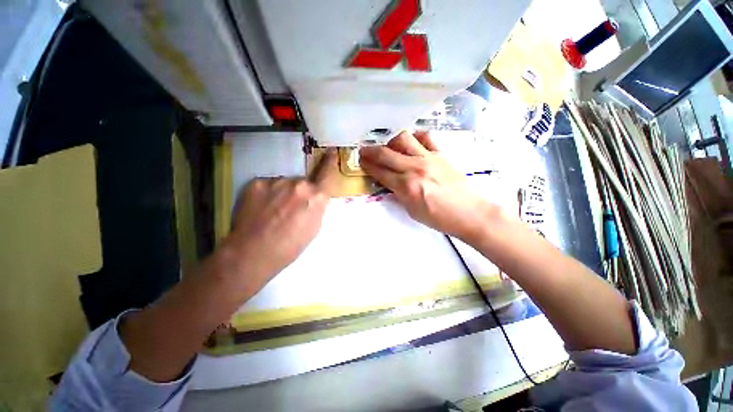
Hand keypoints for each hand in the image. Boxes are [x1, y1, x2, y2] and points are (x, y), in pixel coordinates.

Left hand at [222, 149, 337, 294]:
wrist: (253, 252)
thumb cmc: (290, 246)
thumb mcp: (314, 228)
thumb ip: (317, 207)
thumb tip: (314, 198)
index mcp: (316, 196)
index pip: (326, 174)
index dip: (329, 162)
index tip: (330, 151)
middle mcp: (299, 184)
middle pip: (302, 183)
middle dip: (299, 193)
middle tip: (289, 210)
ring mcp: (276, 182)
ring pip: (284, 184)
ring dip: (281, 194)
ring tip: (272, 212)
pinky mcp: (257, 183)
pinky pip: (267, 186)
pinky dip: (266, 195)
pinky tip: (260, 210)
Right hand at [359, 131, 487, 241]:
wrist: (469, 212)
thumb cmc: (438, 217)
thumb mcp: (411, 210)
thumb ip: (398, 193)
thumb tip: (389, 182)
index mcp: (406, 187)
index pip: (380, 172)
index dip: (367, 165)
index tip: (361, 161)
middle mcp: (414, 168)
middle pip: (386, 154)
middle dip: (371, 151)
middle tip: (364, 150)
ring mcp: (428, 158)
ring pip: (403, 139)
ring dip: (391, 141)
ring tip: (390, 147)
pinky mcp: (440, 154)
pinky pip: (425, 137)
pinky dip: (414, 137)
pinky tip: (411, 143)